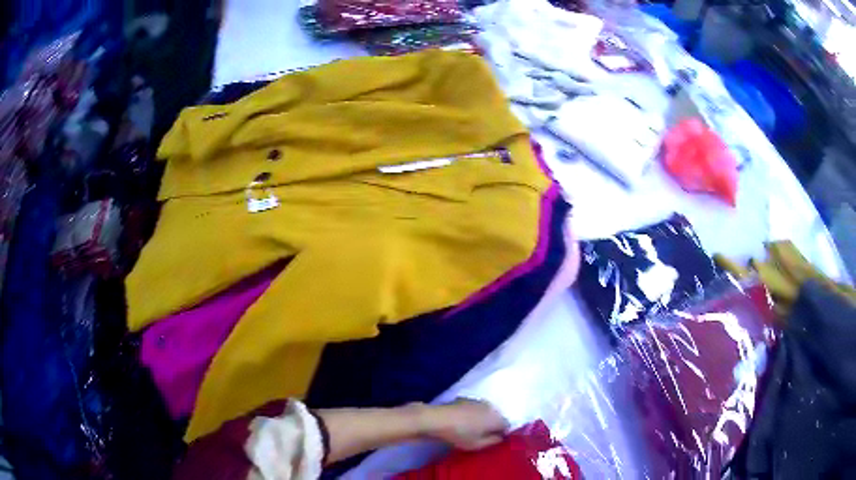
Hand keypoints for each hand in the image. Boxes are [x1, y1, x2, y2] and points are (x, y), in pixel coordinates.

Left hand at [417, 399, 508, 450]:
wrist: (436, 419)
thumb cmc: (459, 434)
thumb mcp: (477, 444)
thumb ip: (492, 441)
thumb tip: (501, 437)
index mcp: (496, 418)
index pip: (507, 425)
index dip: (502, 433)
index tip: (494, 440)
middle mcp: (490, 407)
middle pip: (497, 417)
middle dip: (493, 425)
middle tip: (483, 436)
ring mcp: (477, 401)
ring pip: (486, 412)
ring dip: (483, 419)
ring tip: (472, 429)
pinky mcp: (465, 399)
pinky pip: (475, 408)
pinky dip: (473, 414)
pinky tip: (462, 421)